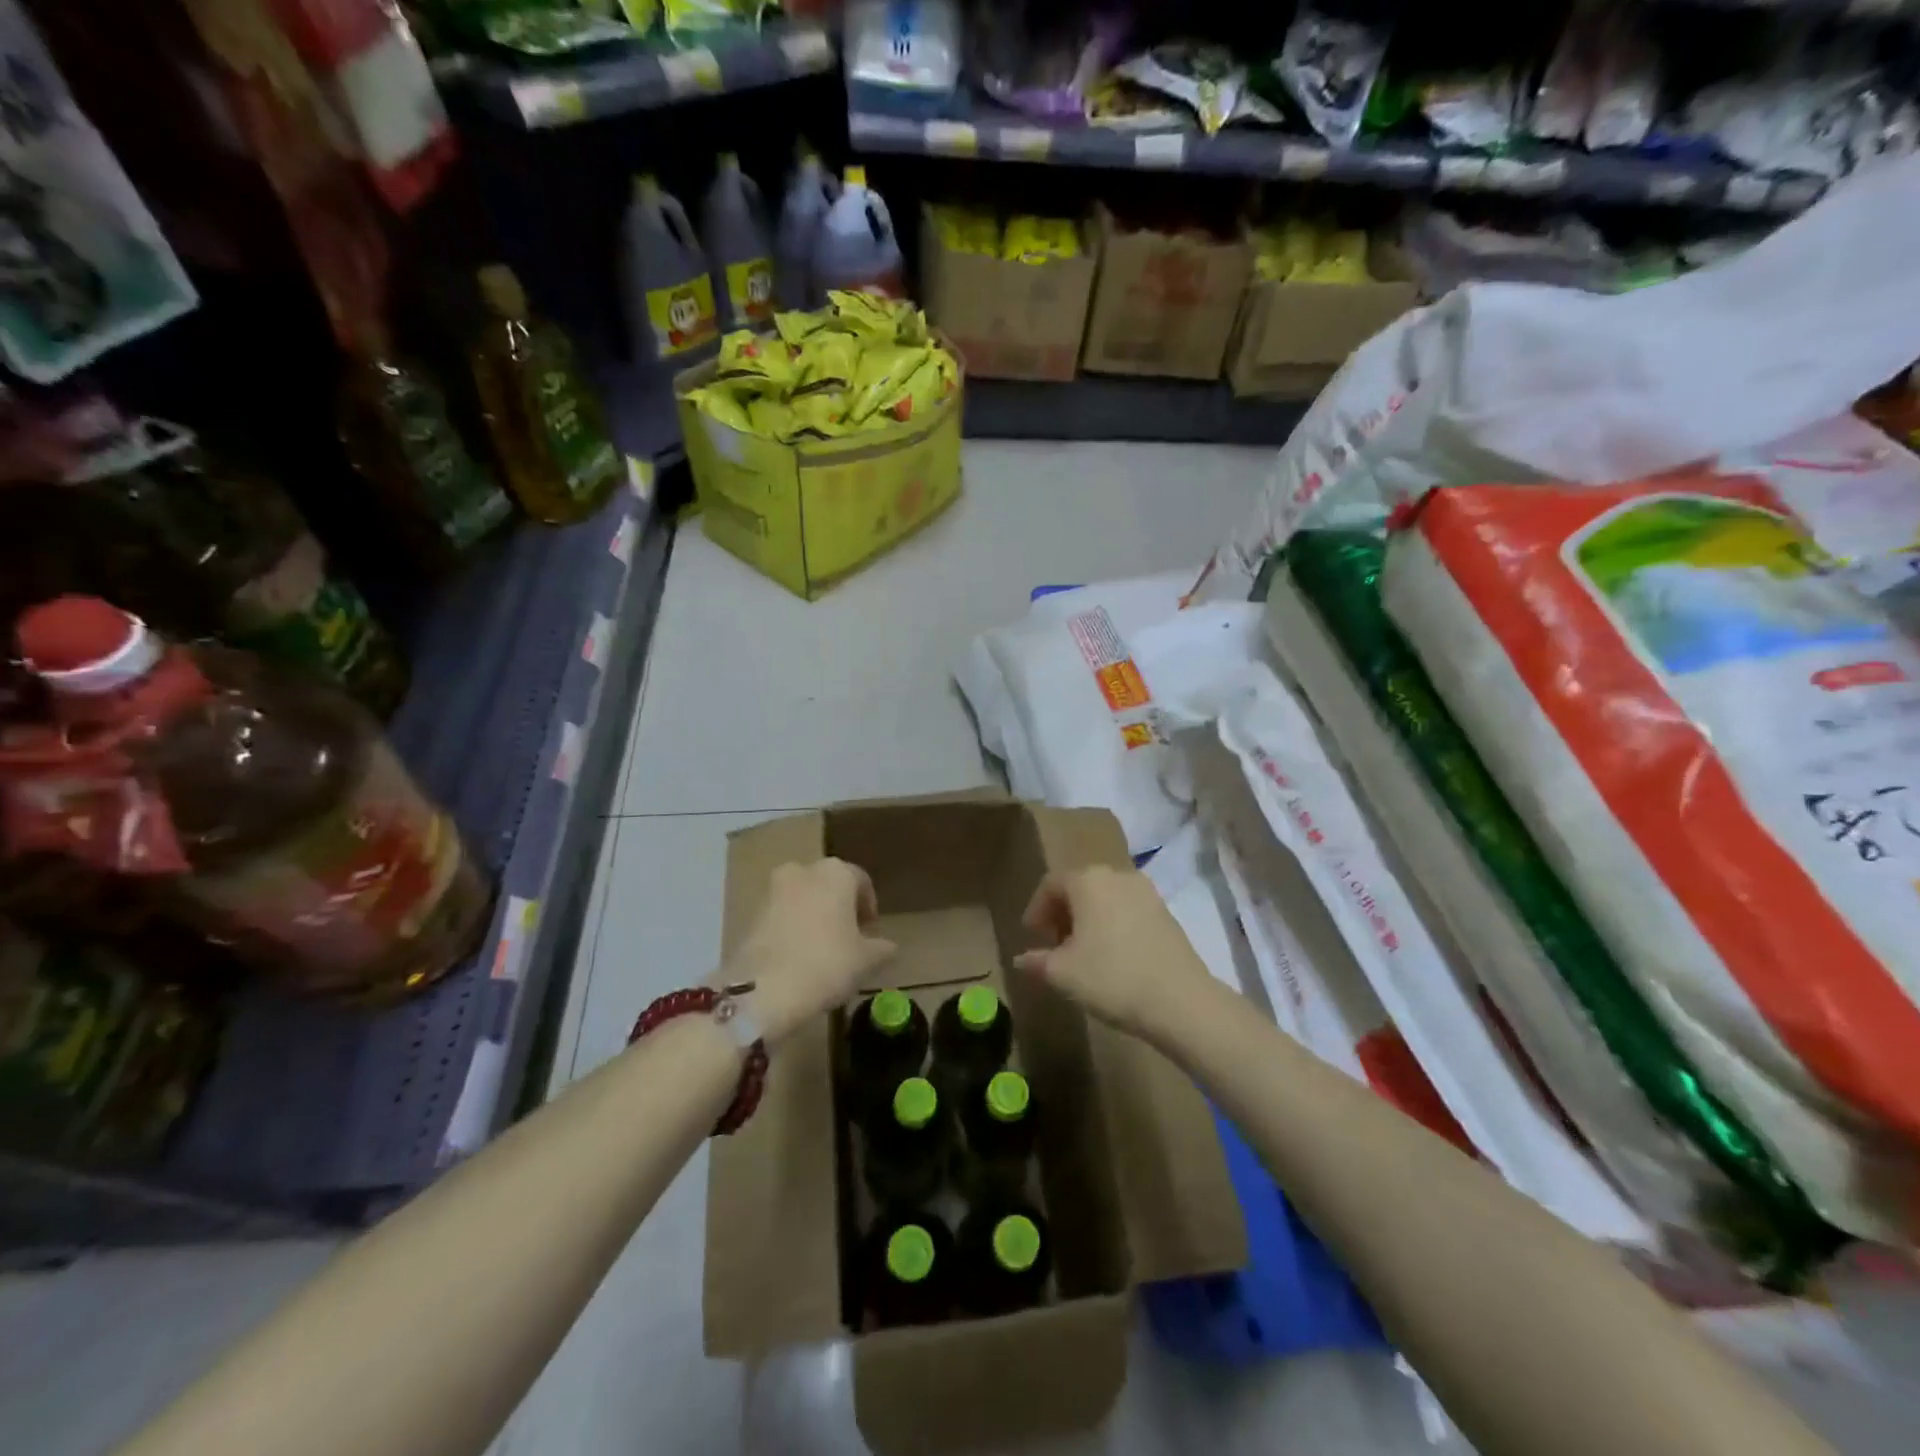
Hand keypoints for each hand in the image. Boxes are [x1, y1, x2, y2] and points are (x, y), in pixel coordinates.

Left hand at [723, 858, 895, 1043]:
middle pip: (829, 885)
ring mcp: (773, 890)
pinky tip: (798, 956)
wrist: (763, 989)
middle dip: (840, 907)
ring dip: (814, 916)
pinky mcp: (751, 913)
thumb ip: (881, 948)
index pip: (861, 881)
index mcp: (836, 873)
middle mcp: (803, 871)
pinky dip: (792, 928)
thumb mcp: (866, 960)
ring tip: (822, 949)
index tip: (871, 932)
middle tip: (848, 937)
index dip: (868, 906)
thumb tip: (888, 947)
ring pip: (803, 898)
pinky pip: (781, 915)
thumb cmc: (826, 964)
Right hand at [1014, 865, 1213, 1040]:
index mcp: (1088, 880)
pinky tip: (1113, 955)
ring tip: (1083, 952)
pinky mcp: (1166, 912)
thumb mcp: (1063, 974)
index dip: (1037, 909)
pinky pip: (1128, 910)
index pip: (1051, 885)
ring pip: (1105, 898)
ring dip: (1089, 919)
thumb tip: (1021, 959)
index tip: (1032, 935)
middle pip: (1080, 887)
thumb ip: (1037, 962)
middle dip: (1063, 913)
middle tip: (1054, 944)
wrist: (1180, 1001)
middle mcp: (1117, 875)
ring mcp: (1146, 892)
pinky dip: (1113, 924)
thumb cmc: (1112, 978)